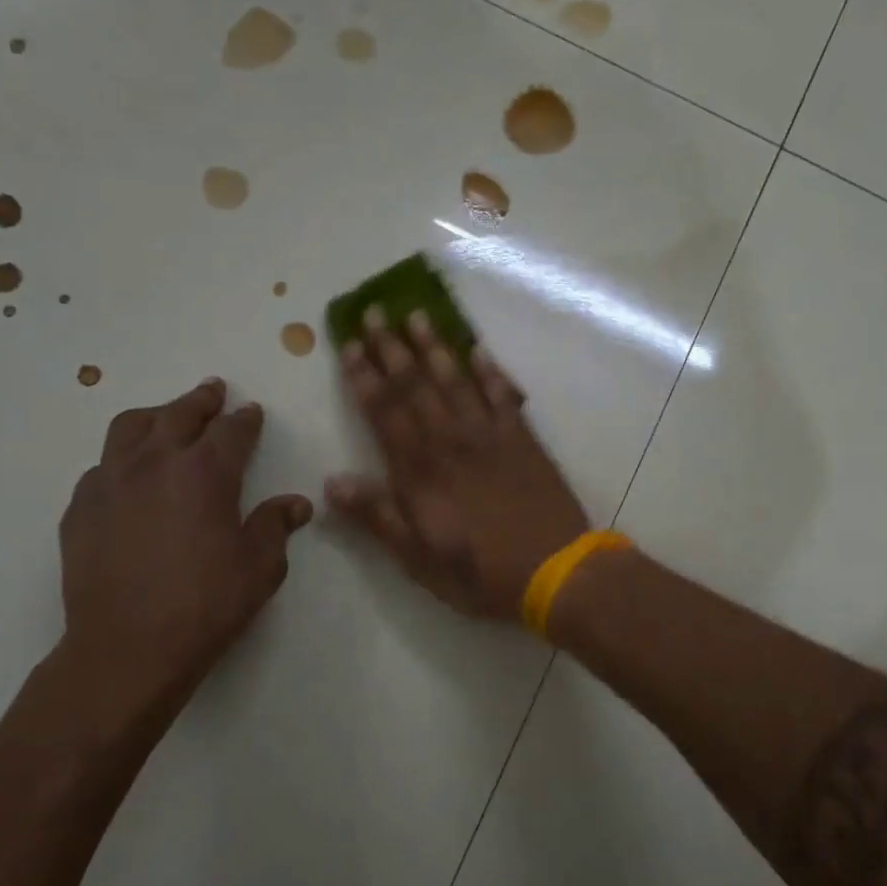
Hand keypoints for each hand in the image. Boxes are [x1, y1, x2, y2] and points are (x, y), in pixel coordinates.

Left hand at [56, 378, 311, 726]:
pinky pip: (101, 467)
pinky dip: (122, 459)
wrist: (127, 649)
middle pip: (178, 414)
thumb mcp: (260, 568)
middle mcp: (154, 464)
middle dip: (201, 400)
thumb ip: (276, 527)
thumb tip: (295, 504)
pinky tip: (128, 476)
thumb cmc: (205, 606)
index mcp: (204, 473)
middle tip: (213, 391)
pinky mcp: (80, 509)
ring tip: (166, 418)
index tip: (252, 412)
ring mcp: (109, 483)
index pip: (230, 431)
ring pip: (130, 428)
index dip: (245, 419)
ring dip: (155, 416)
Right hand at [325, 309, 589, 620]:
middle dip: (392, 348)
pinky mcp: (523, 439)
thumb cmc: (479, 573)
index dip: (364, 376)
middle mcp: (450, 441)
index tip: (350, 343)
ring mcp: (489, 435)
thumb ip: (377, 516)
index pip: (384, 411)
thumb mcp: (418, 557)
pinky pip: (502, 395)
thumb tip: (332, 482)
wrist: (554, 571)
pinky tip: (478, 349)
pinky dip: (489, 370)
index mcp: (419, 470)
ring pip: (456, 380)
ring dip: (434, 346)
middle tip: (375, 312)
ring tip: (418, 315)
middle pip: (415, 385)